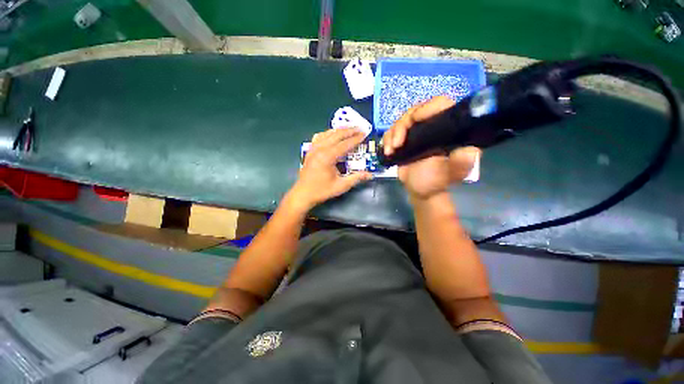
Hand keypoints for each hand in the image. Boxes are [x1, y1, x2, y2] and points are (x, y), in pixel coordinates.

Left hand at [287, 127, 371, 211]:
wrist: (303, 194)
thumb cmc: (322, 190)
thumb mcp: (341, 186)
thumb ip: (356, 178)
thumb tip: (370, 175)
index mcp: (328, 157)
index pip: (345, 144)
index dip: (356, 139)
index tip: (364, 134)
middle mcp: (320, 149)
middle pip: (336, 135)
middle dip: (349, 131)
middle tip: (360, 128)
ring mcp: (313, 149)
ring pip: (327, 134)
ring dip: (339, 130)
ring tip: (349, 129)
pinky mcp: (310, 151)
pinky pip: (319, 137)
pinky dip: (327, 134)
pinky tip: (332, 135)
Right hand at [382, 96, 480, 201]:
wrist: (420, 190)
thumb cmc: (436, 181)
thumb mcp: (450, 173)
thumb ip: (460, 163)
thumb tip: (470, 151)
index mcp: (446, 129)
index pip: (440, 105)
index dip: (427, 107)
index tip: (415, 120)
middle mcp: (431, 127)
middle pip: (414, 111)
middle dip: (402, 126)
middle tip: (397, 144)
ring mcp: (415, 133)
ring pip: (400, 121)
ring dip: (392, 134)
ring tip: (391, 150)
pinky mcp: (403, 140)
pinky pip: (391, 132)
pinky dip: (386, 140)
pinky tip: (388, 152)